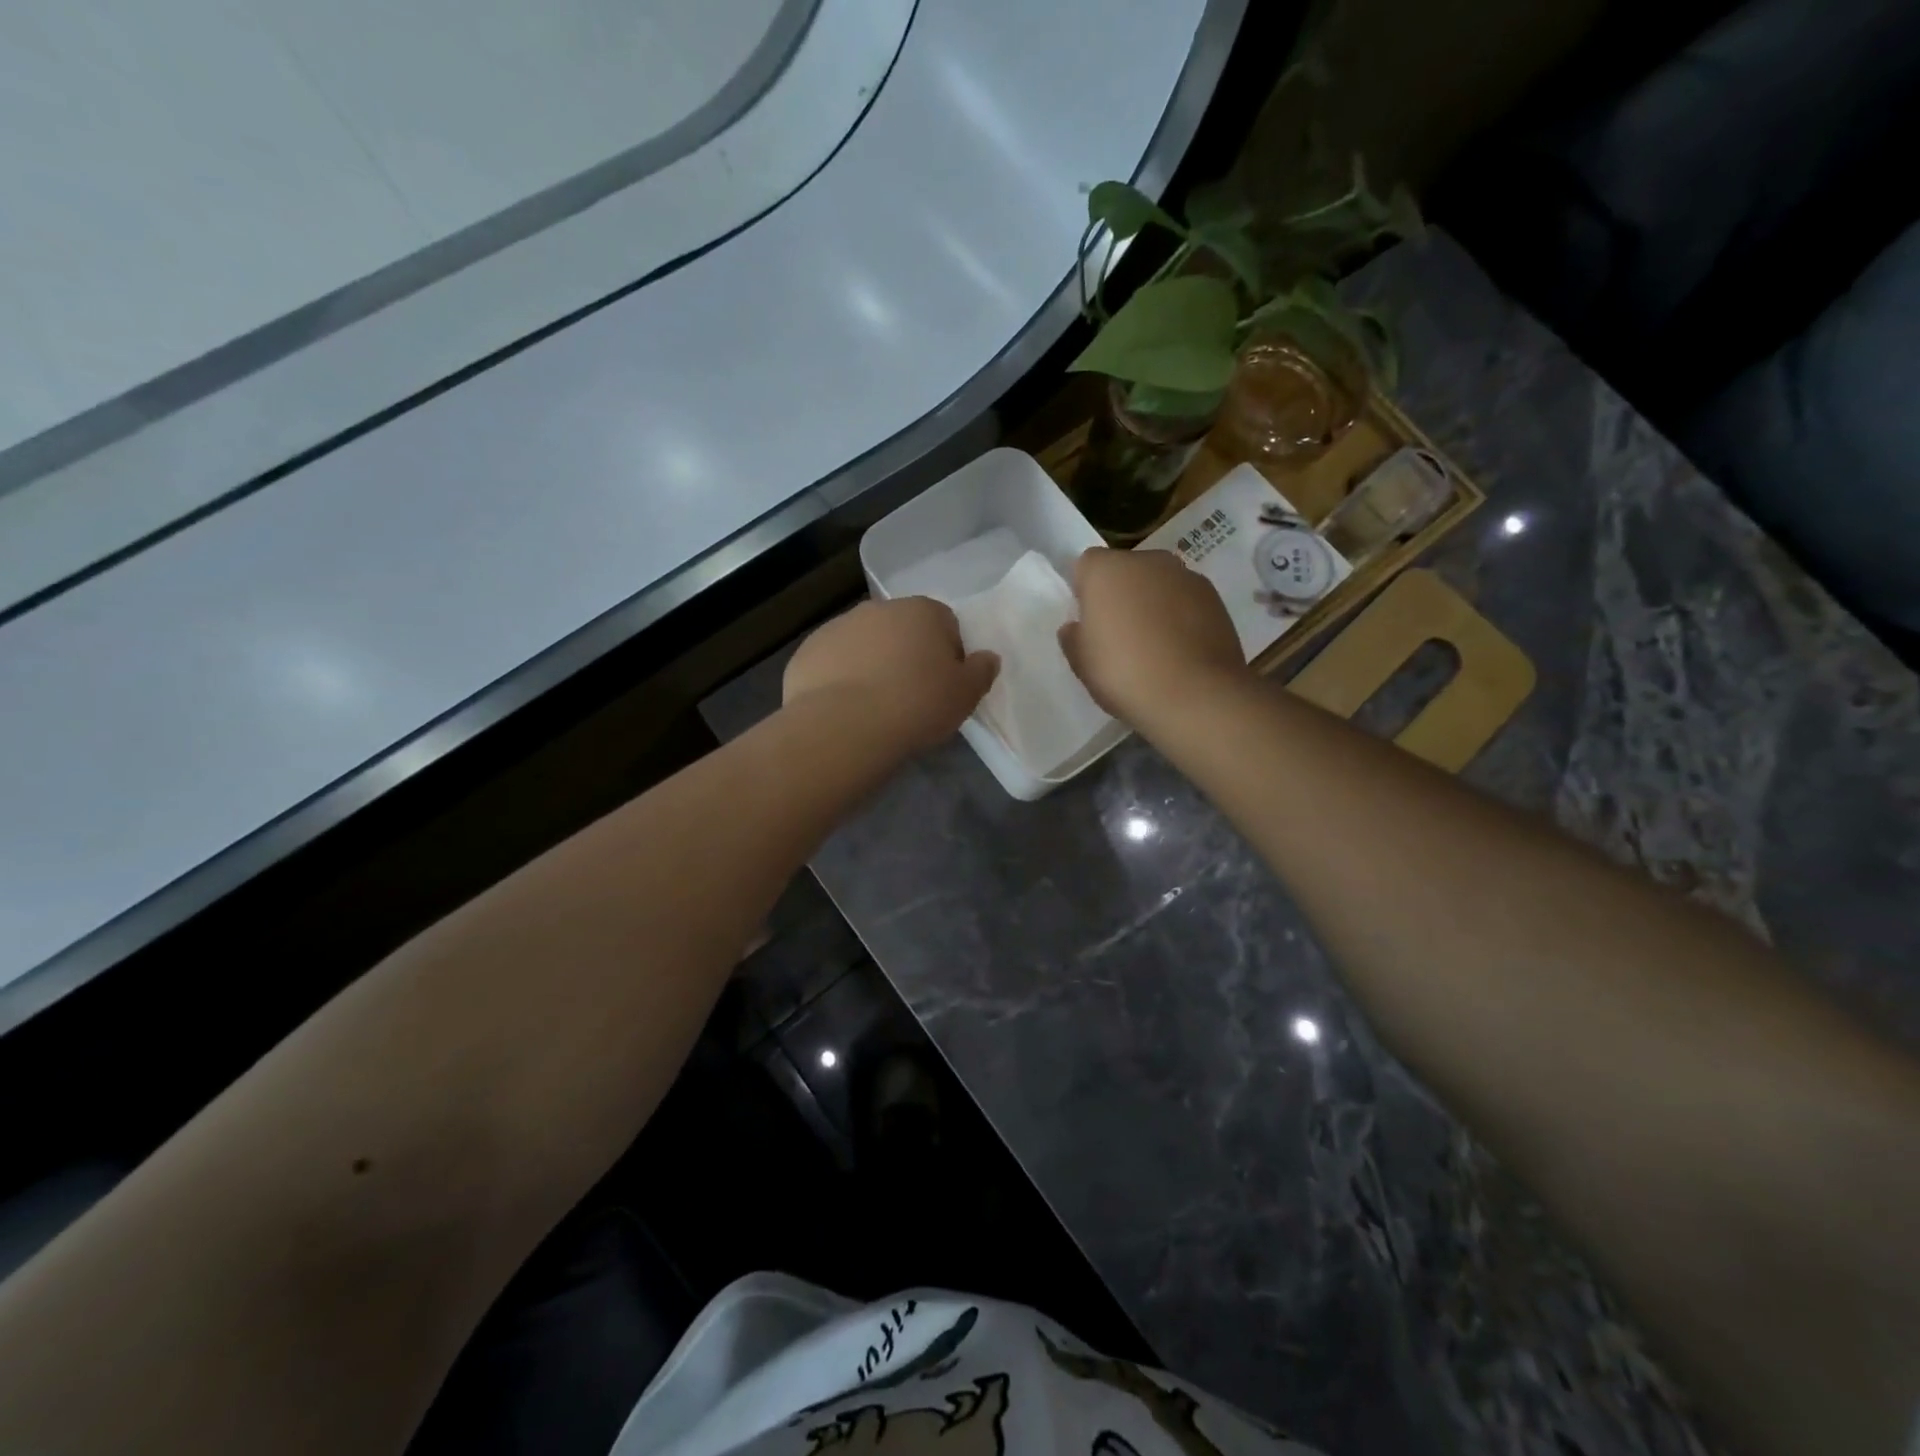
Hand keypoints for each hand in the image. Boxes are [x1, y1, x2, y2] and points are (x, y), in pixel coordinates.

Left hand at [784, 596, 998, 751]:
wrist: (844, 726)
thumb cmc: (917, 705)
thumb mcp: (965, 695)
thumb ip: (981, 672)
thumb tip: (988, 657)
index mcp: (922, 610)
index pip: (946, 624)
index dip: (949, 655)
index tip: (944, 686)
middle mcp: (878, 609)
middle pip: (902, 630)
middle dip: (908, 655)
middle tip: (912, 697)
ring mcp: (838, 627)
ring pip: (865, 644)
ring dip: (873, 664)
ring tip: (875, 706)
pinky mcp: (807, 651)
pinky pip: (833, 663)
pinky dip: (840, 679)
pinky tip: (845, 709)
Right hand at [1059, 547, 1245, 725]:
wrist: (1195, 695)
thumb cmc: (1124, 674)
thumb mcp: (1081, 663)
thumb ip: (1073, 637)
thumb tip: (1077, 627)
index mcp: (1106, 570)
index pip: (1087, 565)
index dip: (1085, 592)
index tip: (1088, 622)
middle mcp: (1147, 561)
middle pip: (1126, 570)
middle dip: (1121, 594)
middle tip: (1119, 635)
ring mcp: (1186, 576)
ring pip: (1159, 584)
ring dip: (1153, 604)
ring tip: (1154, 646)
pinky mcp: (1215, 597)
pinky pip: (1186, 601)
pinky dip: (1181, 617)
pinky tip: (1180, 651)